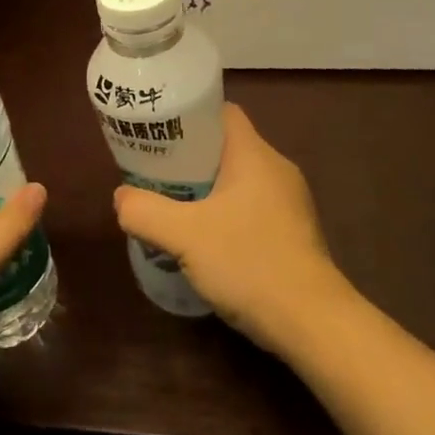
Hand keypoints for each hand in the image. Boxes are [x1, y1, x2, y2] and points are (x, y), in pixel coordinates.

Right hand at [112, 103, 348, 352]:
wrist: (313, 322)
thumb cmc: (249, 263)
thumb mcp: (185, 237)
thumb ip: (146, 212)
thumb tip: (121, 198)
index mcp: (254, 153)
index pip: (222, 112)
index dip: (190, 116)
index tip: (161, 132)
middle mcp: (276, 168)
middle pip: (227, 146)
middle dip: (191, 157)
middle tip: (158, 172)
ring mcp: (290, 201)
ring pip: (240, 179)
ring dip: (209, 188)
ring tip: (175, 206)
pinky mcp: (294, 231)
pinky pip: (253, 206)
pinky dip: (228, 213)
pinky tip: (208, 240)